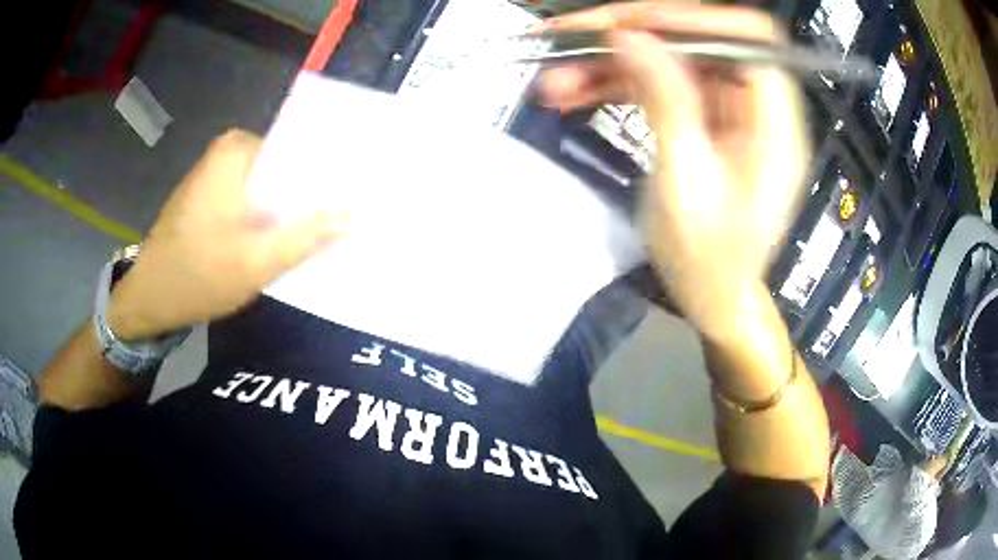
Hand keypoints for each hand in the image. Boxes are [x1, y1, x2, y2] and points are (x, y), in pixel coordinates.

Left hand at [108, 130, 346, 339]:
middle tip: (340, 225)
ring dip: (288, 210)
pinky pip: (251, 199)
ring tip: (318, 234)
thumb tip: (350, 214)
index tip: (351, 203)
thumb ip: (305, 237)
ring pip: (268, 187)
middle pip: (283, 169)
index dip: (327, 179)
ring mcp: (216, 174)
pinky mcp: (210, 196)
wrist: (149, 299)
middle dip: (308, 197)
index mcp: (237, 151)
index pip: (299, 151)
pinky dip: (266, 218)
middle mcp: (227, 152)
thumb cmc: (197, 275)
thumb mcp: (255, 262)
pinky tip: (281, 240)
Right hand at [539, 3, 808, 337]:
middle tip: (571, 35)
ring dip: (610, 62)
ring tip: (554, 77)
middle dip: (634, 32)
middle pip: (699, 41)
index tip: (635, 22)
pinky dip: (614, 85)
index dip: (695, 19)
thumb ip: (667, 103)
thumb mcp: (686, 186)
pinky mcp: (699, 118)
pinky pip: (657, 86)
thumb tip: (630, 37)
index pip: (750, 40)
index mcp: (773, 124)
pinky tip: (570, 93)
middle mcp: (754, 105)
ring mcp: (725, 110)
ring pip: (668, 61)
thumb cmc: (710, 262)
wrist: (713, 299)